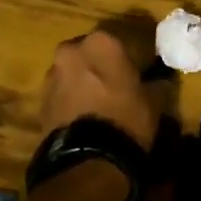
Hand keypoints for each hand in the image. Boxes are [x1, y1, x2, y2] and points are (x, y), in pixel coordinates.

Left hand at [39, 30, 158, 148]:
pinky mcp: (40, 99)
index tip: (143, 71)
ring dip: (85, 82)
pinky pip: (62, 93)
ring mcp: (52, 74)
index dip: (135, 57)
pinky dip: (73, 99)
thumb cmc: (126, 119)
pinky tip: (85, 116)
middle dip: (103, 66)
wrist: (87, 158)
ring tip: (100, 104)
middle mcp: (72, 50)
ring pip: (74, 71)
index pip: (124, 41)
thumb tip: (160, 81)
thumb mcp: (154, 102)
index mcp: (103, 42)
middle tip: (119, 85)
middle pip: (92, 53)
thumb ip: (156, 85)